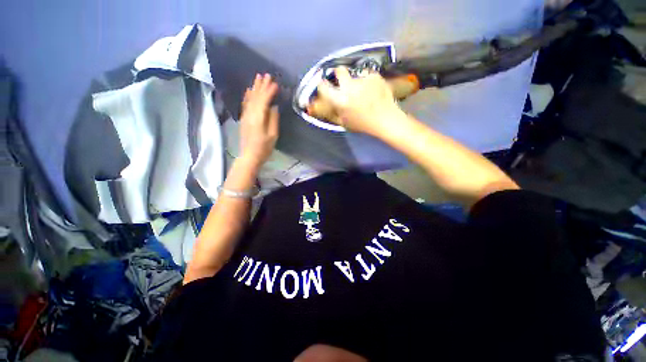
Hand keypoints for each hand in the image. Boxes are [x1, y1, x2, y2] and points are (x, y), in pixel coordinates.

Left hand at [239, 73, 279, 168]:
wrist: (250, 156)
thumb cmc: (264, 148)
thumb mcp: (273, 135)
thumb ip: (273, 119)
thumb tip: (274, 107)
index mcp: (258, 118)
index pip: (264, 100)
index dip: (270, 91)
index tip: (276, 84)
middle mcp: (250, 114)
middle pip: (256, 97)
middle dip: (262, 85)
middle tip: (267, 75)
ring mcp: (245, 116)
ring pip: (250, 98)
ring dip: (255, 88)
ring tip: (258, 77)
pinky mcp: (244, 119)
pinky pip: (245, 104)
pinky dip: (248, 96)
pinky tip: (249, 90)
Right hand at [314, 67, 404, 136]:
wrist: (386, 120)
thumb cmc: (363, 124)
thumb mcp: (344, 122)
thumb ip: (331, 112)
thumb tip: (319, 106)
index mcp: (341, 101)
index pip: (324, 86)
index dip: (322, 84)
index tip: (323, 84)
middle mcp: (350, 87)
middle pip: (339, 70)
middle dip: (338, 73)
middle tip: (342, 79)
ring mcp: (364, 80)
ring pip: (355, 76)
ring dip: (357, 82)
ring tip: (364, 93)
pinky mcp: (375, 76)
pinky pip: (367, 76)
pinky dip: (368, 82)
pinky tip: (374, 92)